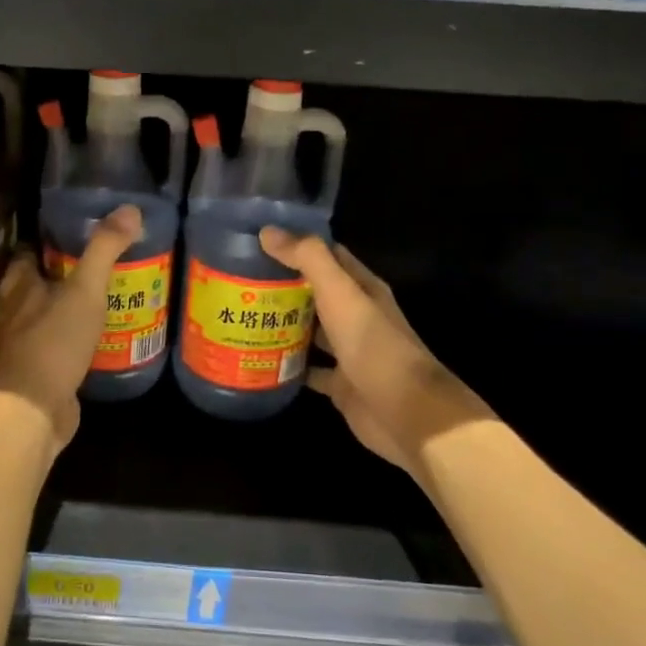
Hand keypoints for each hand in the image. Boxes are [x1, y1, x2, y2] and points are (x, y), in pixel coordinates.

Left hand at [0, 205, 144, 458]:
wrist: (34, 409)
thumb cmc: (53, 341)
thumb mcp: (84, 290)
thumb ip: (104, 249)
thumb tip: (131, 208)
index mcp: (20, 286)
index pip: (28, 253)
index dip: (47, 240)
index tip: (74, 231)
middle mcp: (16, 312)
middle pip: (36, 284)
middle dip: (61, 275)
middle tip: (97, 264)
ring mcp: (26, 344)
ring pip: (47, 316)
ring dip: (68, 308)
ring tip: (105, 296)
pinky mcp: (40, 372)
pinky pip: (59, 347)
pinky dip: (75, 339)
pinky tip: (100, 337)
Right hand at [258, 229, 495, 480]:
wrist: (406, 414)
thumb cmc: (374, 346)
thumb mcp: (341, 294)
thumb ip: (309, 259)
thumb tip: (268, 232)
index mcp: (362, 289)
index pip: (328, 256)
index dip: (297, 245)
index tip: (260, 240)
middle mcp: (357, 316)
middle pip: (315, 293)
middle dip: (282, 285)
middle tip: (239, 279)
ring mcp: (348, 352)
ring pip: (310, 331)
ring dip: (282, 324)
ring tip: (242, 315)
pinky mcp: (340, 384)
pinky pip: (308, 370)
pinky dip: (287, 365)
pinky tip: (258, 359)